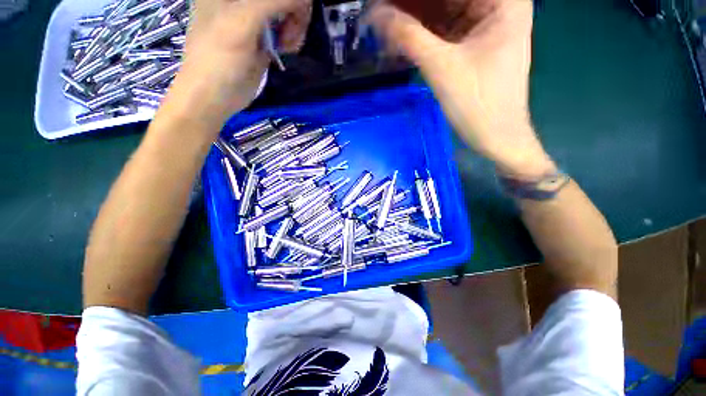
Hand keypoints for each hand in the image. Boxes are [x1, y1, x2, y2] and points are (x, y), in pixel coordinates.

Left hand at [166, 0, 310, 126]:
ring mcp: (254, 16)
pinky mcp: (263, 36)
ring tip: (287, 47)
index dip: (290, 0)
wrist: (215, 97)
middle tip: (289, 37)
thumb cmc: (219, 59)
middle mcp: (242, 0)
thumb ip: (272, 1)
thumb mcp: (243, 22)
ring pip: (287, 9)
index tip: (292, 17)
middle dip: (294, 12)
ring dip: (295, 26)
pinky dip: (292, 36)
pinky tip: (287, 49)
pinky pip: (286, 26)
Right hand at [370, 0, 555, 178]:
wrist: (495, 137)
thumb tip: (375, 13)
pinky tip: (399, 38)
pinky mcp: (473, 43)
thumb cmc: (478, 105)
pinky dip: (422, 34)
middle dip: (413, 6)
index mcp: (503, 0)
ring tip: (385, 25)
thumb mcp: (442, 68)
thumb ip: (408, 37)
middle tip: (383, 13)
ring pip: (443, 10)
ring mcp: (485, 24)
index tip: (390, 5)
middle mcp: (497, 4)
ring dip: (414, 19)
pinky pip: (443, 29)